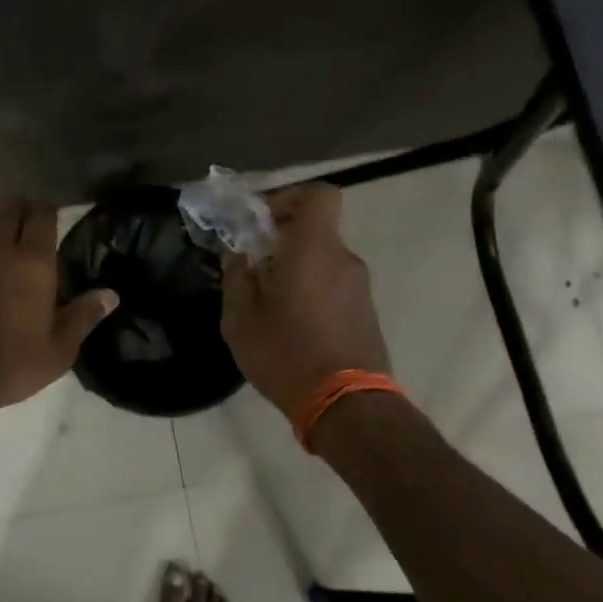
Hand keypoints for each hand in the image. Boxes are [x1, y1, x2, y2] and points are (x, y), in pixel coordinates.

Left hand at [0, 199, 118, 428]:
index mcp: (33, 263)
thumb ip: (83, 317)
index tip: (50, 215)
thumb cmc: (9, 365)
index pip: (42, 216)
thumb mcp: (58, 350)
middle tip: (24, 217)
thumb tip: (110, 294)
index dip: (47, 210)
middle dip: (18, 207)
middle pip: (7, 209)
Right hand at [221, 184, 390, 417]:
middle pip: (315, 229)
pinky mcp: (366, 312)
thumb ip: (236, 277)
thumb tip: (237, 254)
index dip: (290, 197)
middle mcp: (342, 259)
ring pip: (323, 259)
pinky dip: (312, 289)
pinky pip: (334, 284)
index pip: (319, 195)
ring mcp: (359, 286)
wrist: (347, 406)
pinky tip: (292, 323)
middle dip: (283, 238)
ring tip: (269, 301)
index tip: (262, 221)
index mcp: (313, 249)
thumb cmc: (286, 354)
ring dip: (297, 267)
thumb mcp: (240, 319)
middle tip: (253, 264)